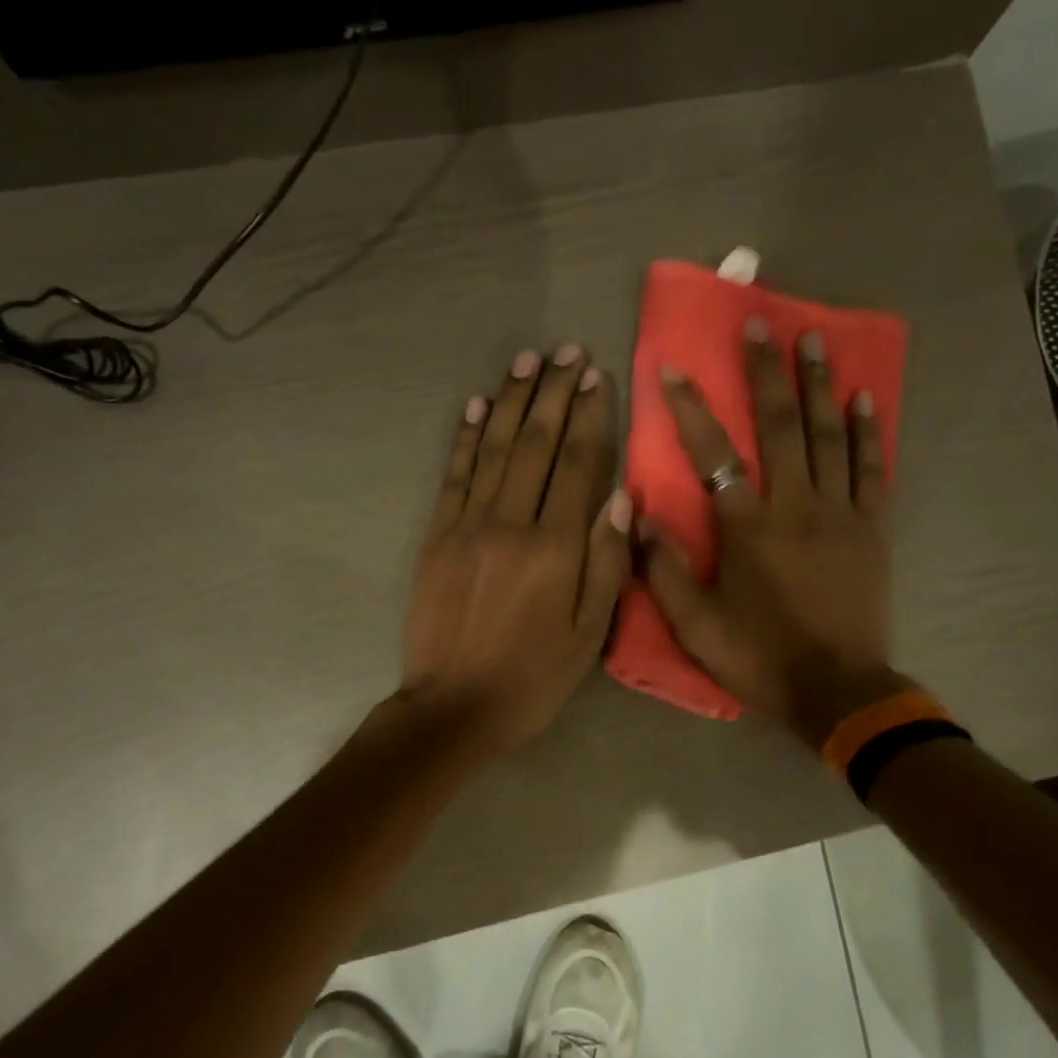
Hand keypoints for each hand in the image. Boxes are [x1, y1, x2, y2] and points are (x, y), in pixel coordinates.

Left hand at [399, 346, 631, 752]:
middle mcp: (511, 524)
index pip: (579, 466)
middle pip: (537, 446)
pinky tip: (479, 407)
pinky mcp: (437, 538)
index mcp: (555, 549)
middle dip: (555, 394)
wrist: (453, 707)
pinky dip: (467, 438)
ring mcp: (467, 527)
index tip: (599, 376)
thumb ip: (607, 565)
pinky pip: (454, 476)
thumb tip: (620, 498)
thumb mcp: (589, 637)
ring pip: (496, 450)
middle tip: (567, 349)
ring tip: (529, 360)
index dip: (591, 418)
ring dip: (514, 401)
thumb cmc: (532, 679)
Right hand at [638, 324, 909, 748]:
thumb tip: (635, 515)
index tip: (673, 367)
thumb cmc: (759, 658)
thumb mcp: (695, 626)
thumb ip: (662, 569)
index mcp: (747, 527)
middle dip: (767, 371)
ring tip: (814, 338)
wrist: (836, 690)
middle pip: (780, 425)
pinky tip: (864, 399)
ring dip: (819, 384)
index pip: (713, 453)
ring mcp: (839, 512)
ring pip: (829, 435)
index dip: (691, 409)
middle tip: (761, 321)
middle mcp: (794, 505)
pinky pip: (872, 469)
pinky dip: (868, 431)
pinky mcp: (871, 528)